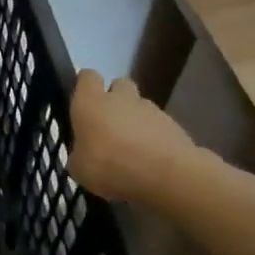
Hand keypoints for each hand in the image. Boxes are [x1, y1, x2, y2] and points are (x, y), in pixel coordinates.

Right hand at [67, 71, 204, 205]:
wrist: (167, 177)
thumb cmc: (110, 166)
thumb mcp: (79, 168)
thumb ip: (79, 154)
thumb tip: (83, 154)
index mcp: (91, 102)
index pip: (87, 77)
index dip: (84, 85)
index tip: (81, 101)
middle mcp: (120, 98)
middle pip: (118, 85)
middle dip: (114, 98)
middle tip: (108, 124)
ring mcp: (151, 110)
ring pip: (140, 106)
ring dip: (135, 120)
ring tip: (132, 149)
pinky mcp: (175, 126)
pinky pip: (158, 126)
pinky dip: (154, 138)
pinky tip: (151, 161)